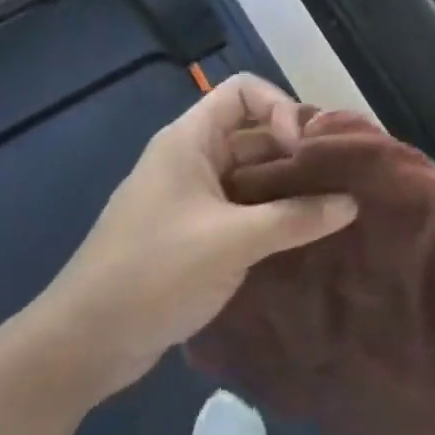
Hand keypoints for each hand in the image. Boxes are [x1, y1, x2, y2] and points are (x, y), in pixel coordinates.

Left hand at [31, 75, 356, 397]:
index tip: (304, 149)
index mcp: (190, 140)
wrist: (83, 343)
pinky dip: (272, 216)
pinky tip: (303, 237)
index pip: (244, 91)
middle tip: (341, 176)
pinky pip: (242, 209)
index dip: (280, 108)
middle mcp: (192, 159)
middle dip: (295, 149)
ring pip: (250, 174)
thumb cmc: (155, 272)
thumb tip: (352, 203)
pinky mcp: (193, 234)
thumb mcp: (232, 241)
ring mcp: (191, 198)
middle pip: (253, 132)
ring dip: (287, 186)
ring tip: (333, 207)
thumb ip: (295, 219)